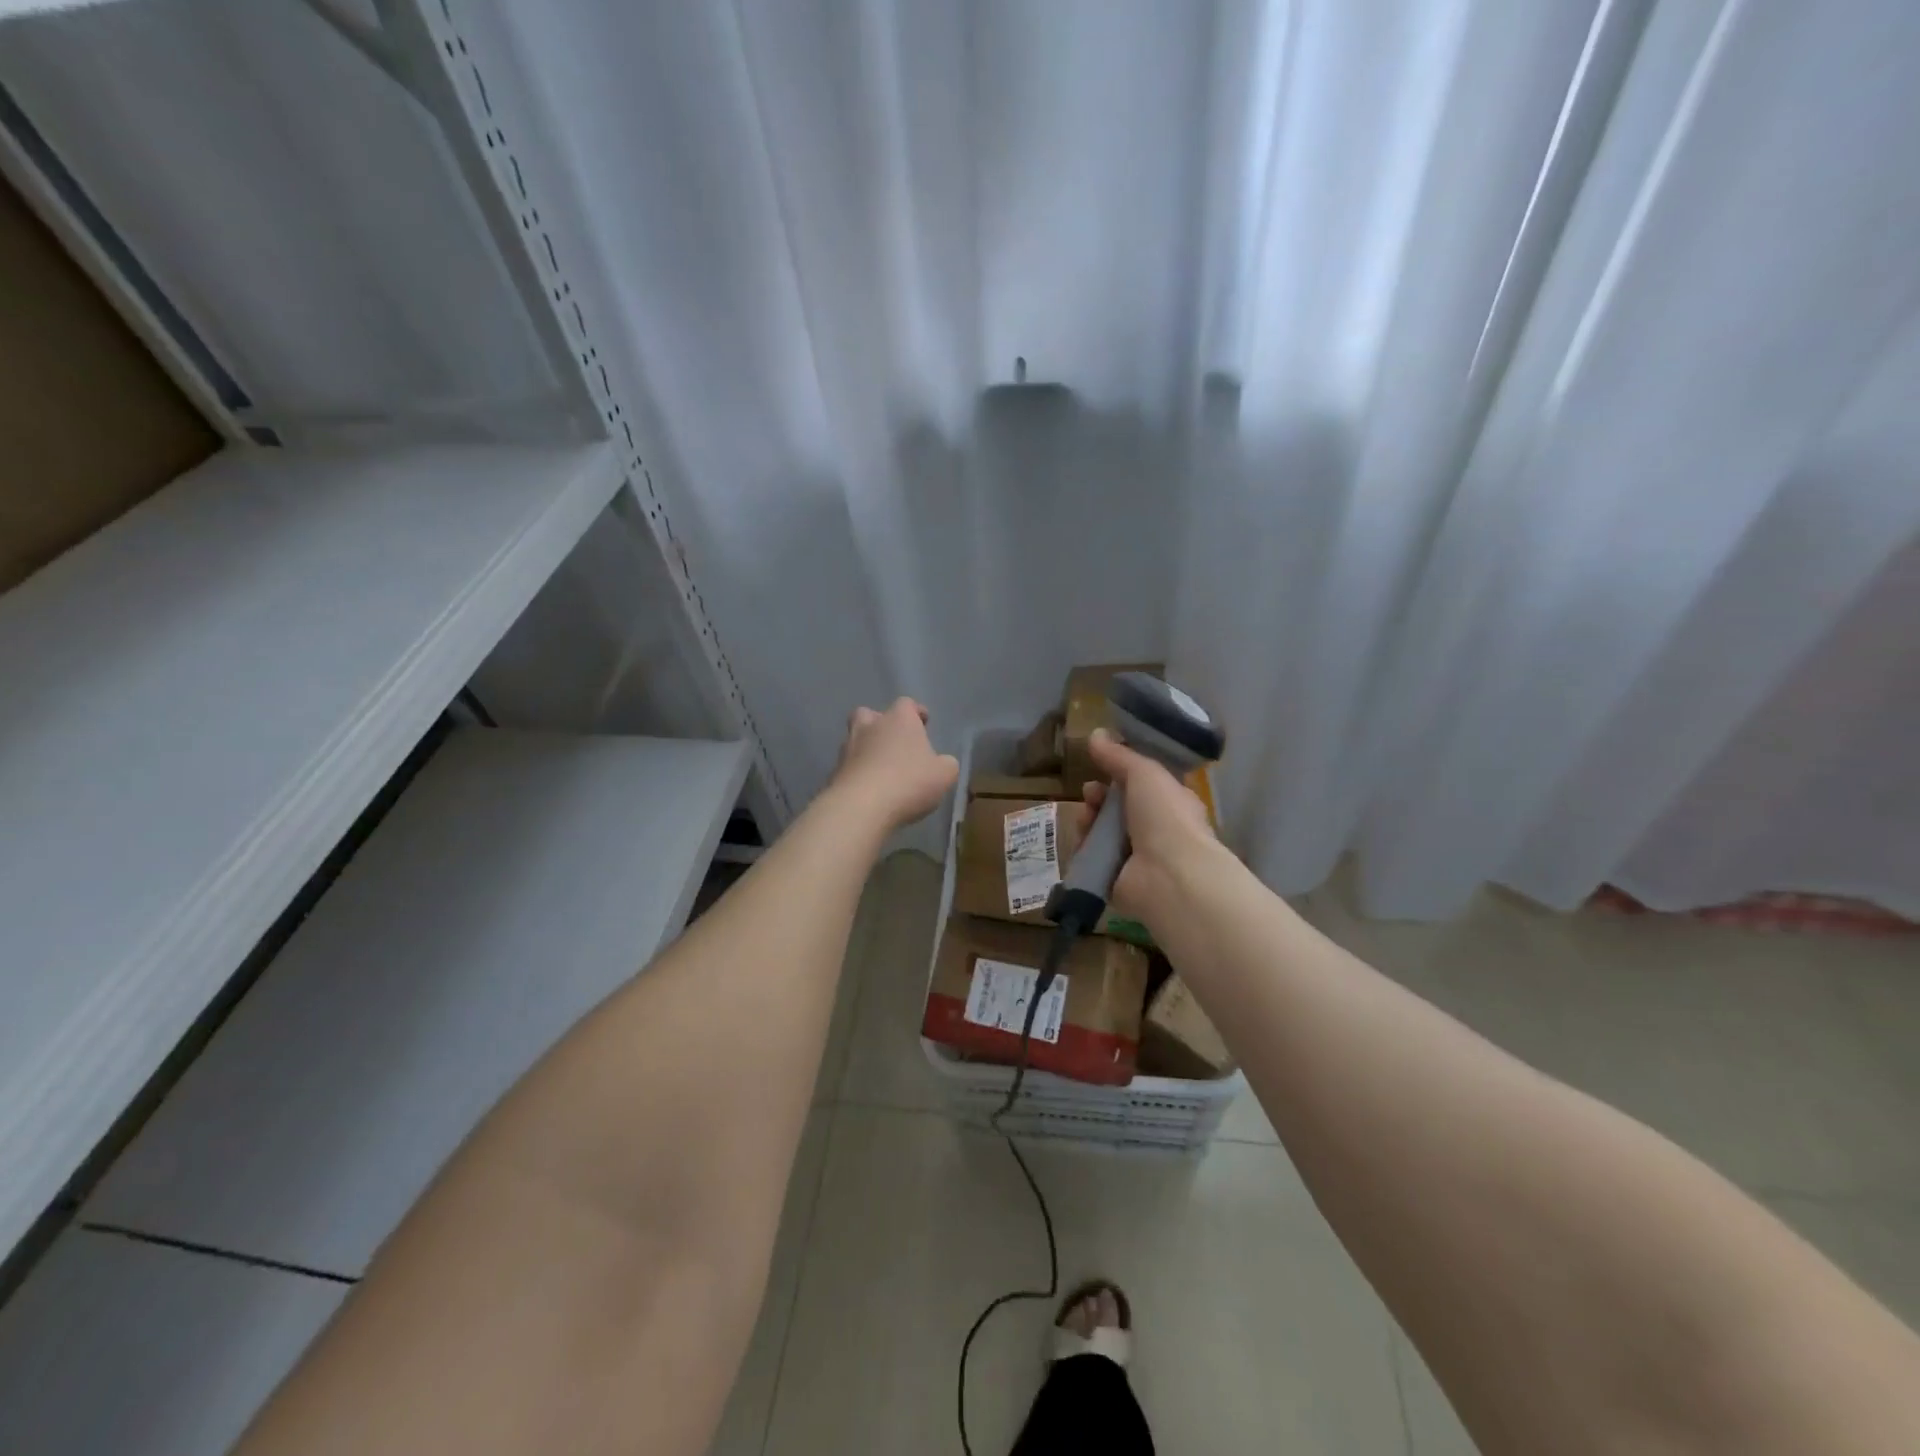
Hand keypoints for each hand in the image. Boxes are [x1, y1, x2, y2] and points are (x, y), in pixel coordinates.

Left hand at [829, 698, 959, 830]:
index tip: (924, 722)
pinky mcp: (834, 772)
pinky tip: (869, 790)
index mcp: (899, 719)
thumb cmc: (909, 782)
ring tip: (881, 770)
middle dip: (880, 724)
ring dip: (867, 750)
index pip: (907, 704)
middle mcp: (870, 726)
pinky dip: (858, 773)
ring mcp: (847, 748)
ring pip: (855, 740)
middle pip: (870, 715)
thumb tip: (942, 763)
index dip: (916, 712)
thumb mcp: (944, 775)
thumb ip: (946, 764)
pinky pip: (849, 767)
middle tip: (893, 741)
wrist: (861, 806)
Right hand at [1076, 728, 1215, 922]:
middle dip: (1099, 796)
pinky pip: (1092, 859)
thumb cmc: (1166, 817)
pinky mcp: (1115, 881)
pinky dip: (1084, 849)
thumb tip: (1096, 733)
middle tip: (1090, 793)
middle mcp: (1155, 831)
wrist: (1169, 876)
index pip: (1141, 786)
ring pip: (1102, 833)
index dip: (1120, 774)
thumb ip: (1119, 755)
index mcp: (1171, 804)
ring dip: (1089, 820)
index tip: (1102, 766)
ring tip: (1086, 817)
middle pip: (1117, 809)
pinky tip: (1082, 841)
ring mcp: (1135, 858)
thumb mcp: (1144, 773)